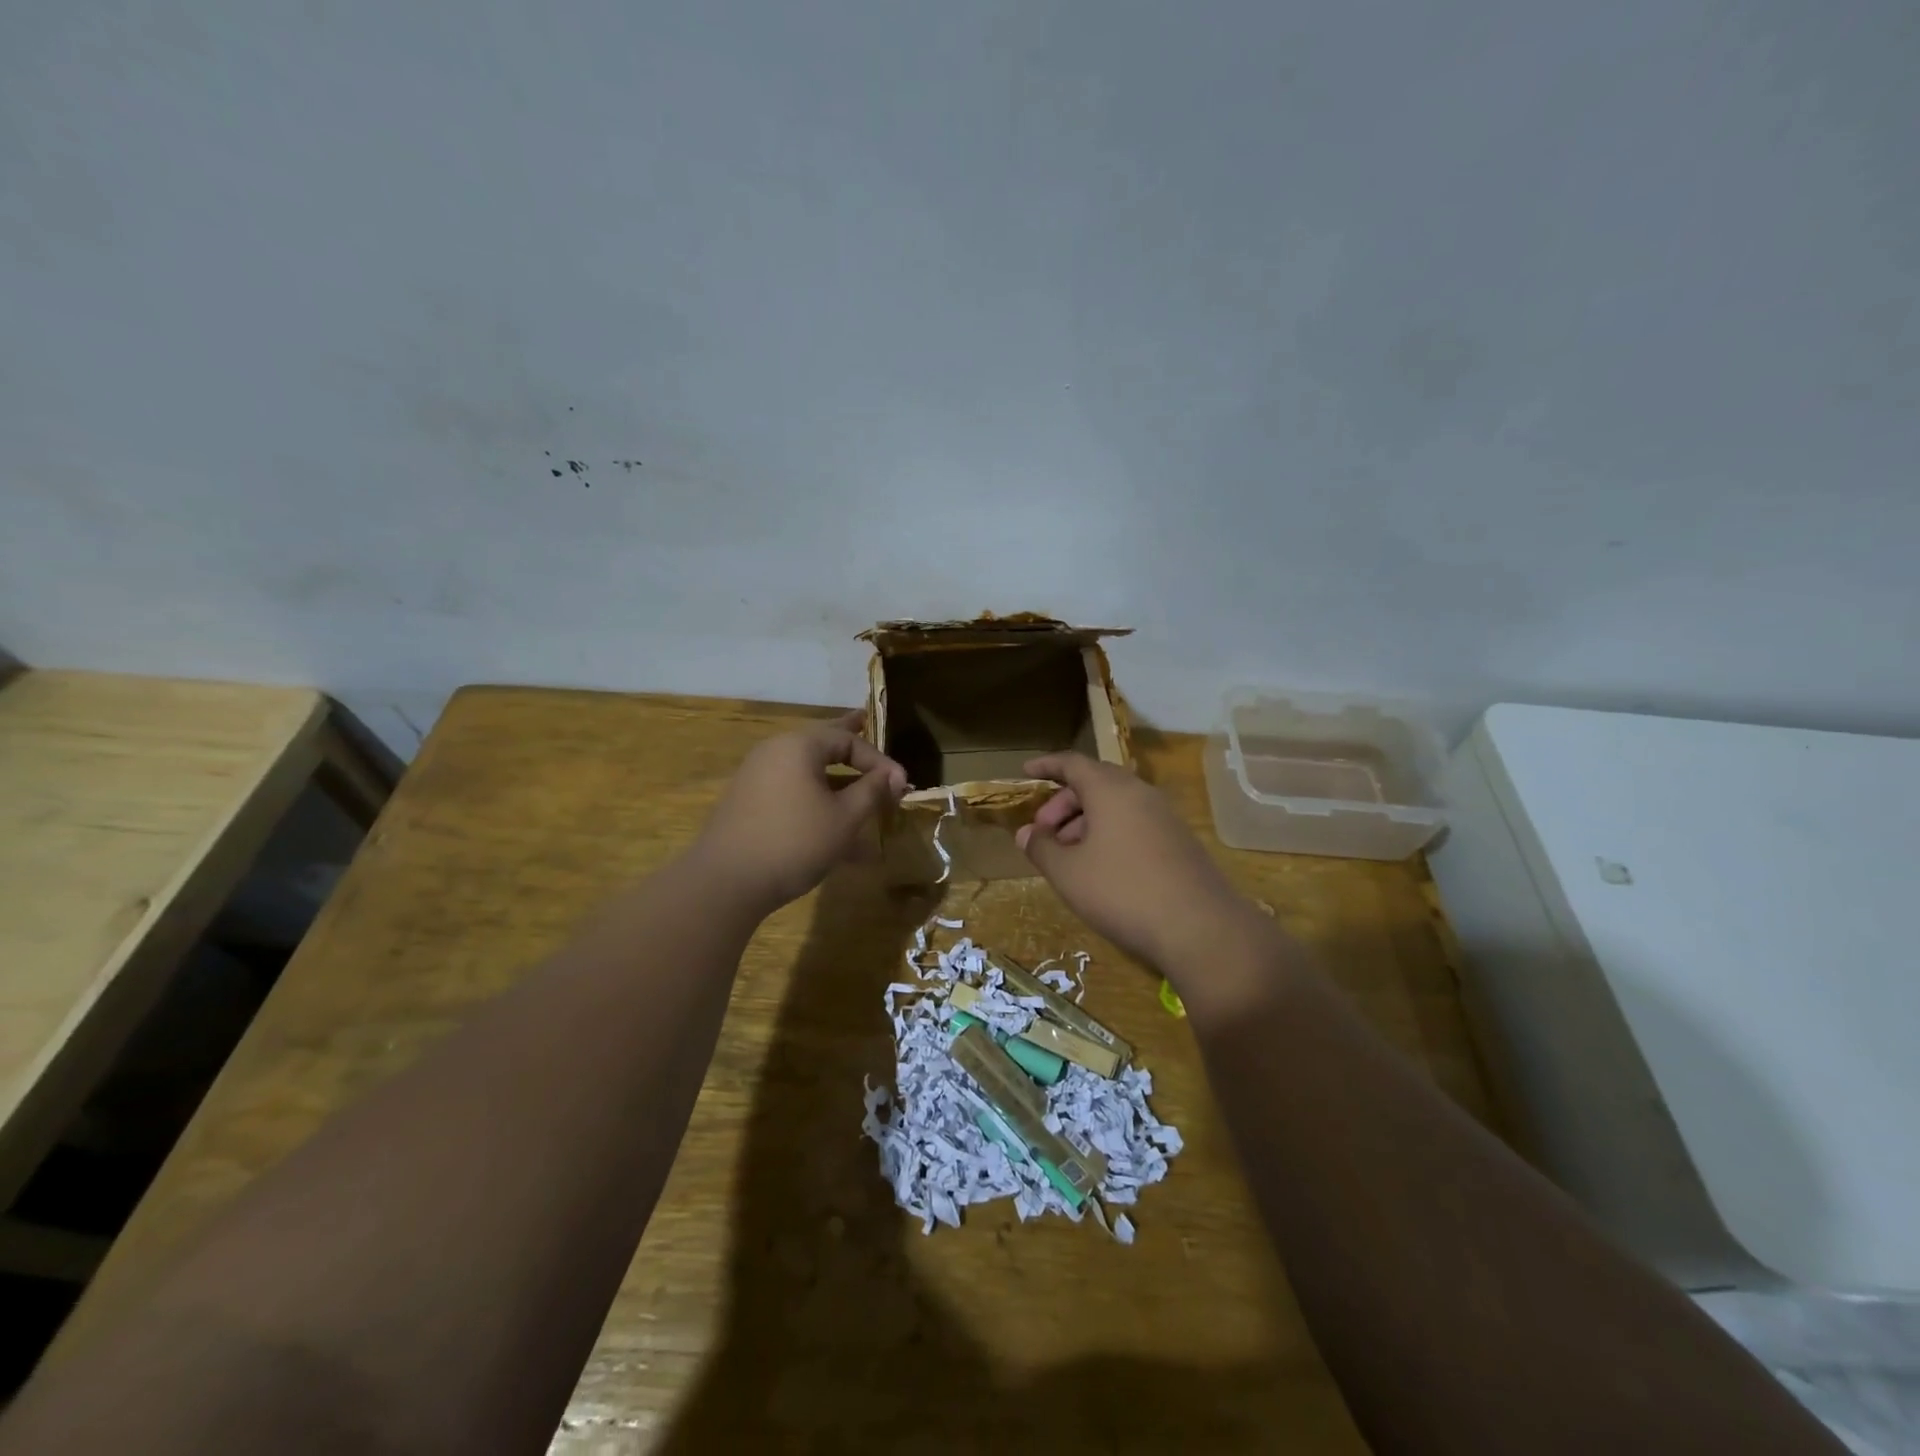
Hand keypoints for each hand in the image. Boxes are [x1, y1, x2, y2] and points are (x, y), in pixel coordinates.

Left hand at [690, 711, 907, 914]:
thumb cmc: (795, 842)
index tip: (901, 785)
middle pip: (821, 744)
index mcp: (798, 746)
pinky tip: (831, 824)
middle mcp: (774, 753)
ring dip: (836, 781)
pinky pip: (792, 792)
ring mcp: (757, 778)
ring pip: (807, 772)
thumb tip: (893, 775)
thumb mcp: (844, 818)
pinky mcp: (748, 805)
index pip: (848, 740)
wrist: (726, 882)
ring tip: (856, 784)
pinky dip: (815, 800)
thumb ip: (871, 790)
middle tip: (864, 721)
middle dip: (848, 743)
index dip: (879, 761)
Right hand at [1015, 753, 1271, 973]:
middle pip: (1095, 783)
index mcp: (1110, 789)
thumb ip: (1041, 848)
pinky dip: (1110, 834)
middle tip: (1043, 832)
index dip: (1047, 766)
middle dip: (1063, 803)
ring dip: (1085, 822)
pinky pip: (1135, 824)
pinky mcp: (1180, 842)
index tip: (1025, 772)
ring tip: (1068, 856)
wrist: (1201, 928)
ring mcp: (1165, 817)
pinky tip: (1101, 869)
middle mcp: (1140, 793)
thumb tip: (1025, 833)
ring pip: (1116, 806)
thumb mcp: (1068, 873)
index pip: (1072, 763)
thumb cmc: (1122, 891)